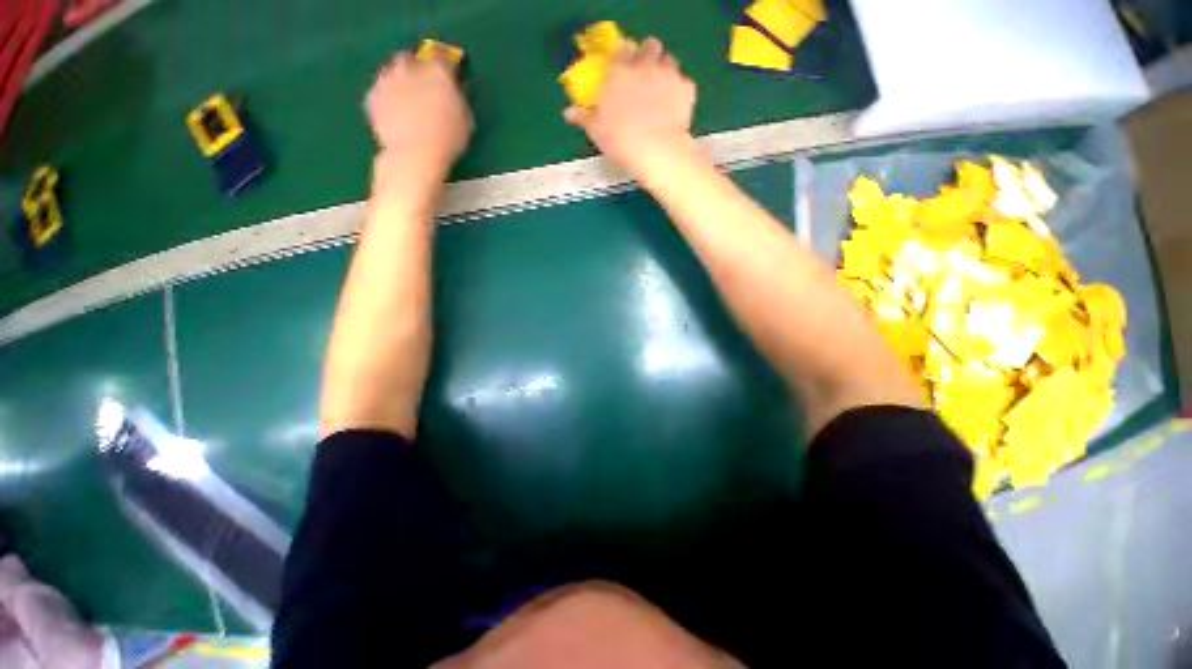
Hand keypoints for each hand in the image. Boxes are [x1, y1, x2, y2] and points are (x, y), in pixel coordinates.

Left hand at [365, 48, 472, 181]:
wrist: (414, 156)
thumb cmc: (448, 141)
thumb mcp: (465, 120)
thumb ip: (458, 99)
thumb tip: (454, 90)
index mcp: (438, 73)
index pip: (442, 55)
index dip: (446, 62)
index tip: (450, 70)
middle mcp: (410, 68)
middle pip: (411, 58)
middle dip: (416, 68)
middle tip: (423, 85)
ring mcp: (387, 80)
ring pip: (392, 71)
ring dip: (399, 80)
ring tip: (406, 99)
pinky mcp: (372, 96)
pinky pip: (380, 90)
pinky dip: (387, 96)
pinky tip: (394, 112)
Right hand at [564, 38, 696, 175]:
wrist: (656, 151)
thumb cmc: (621, 140)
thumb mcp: (597, 132)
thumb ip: (584, 118)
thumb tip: (568, 113)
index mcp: (619, 72)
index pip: (620, 52)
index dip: (622, 60)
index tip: (622, 71)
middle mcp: (645, 65)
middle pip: (649, 46)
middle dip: (647, 56)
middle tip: (644, 75)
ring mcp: (668, 74)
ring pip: (669, 60)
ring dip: (665, 70)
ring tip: (661, 90)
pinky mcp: (687, 89)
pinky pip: (684, 84)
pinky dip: (680, 92)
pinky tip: (676, 107)